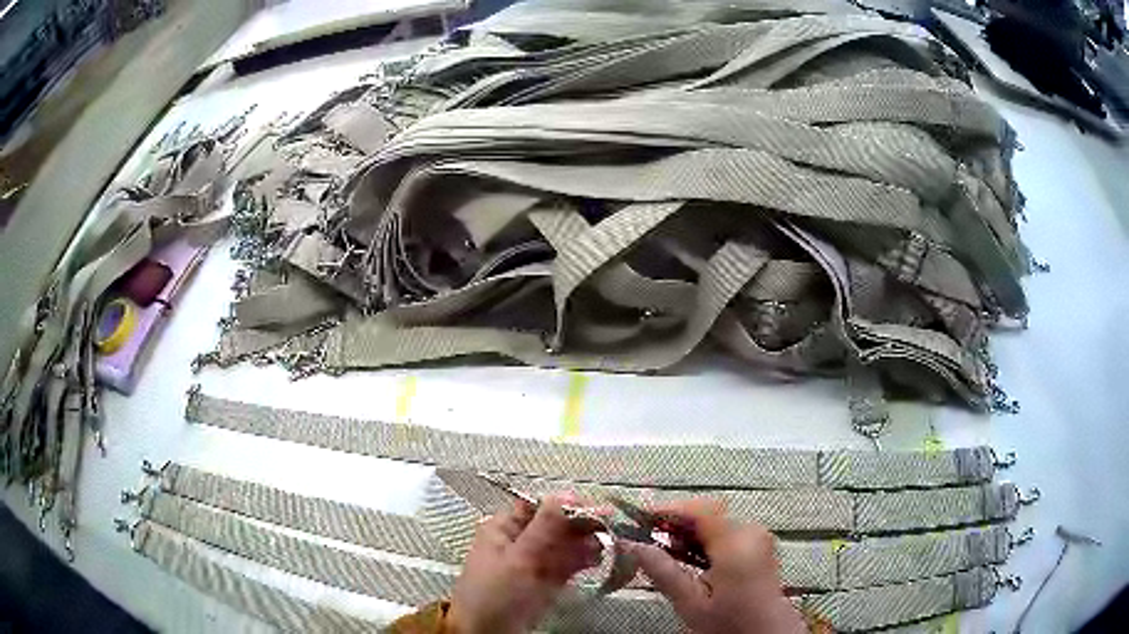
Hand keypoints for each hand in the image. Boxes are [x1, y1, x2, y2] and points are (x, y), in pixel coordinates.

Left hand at [449, 496, 602, 633]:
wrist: (487, 633)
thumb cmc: (496, 592)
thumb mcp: (518, 558)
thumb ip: (543, 528)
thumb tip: (564, 495)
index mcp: (504, 528)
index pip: (538, 507)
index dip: (565, 505)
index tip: (594, 508)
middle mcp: (519, 541)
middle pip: (554, 526)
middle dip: (580, 526)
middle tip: (608, 527)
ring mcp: (532, 563)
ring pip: (562, 546)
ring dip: (583, 544)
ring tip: (605, 546)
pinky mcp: (543, 583)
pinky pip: (564, 566)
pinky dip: (580, 561)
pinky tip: (596, 560)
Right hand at [623, 499, 806, 633]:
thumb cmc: (728, 624)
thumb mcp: (691, 603)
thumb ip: (663, 571)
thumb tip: (631, 544)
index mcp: (736, 543)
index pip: (699, 511)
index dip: (668, 509)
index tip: (639, 518)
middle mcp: (751, 532)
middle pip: (708, 513)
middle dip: (676, 521)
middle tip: (646, 537)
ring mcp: (759, 537)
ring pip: (717, 521)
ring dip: (689, 530)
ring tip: (663, 549)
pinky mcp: (760, 545)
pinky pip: (727, 530)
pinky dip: (704, 538)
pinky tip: (689, 555)